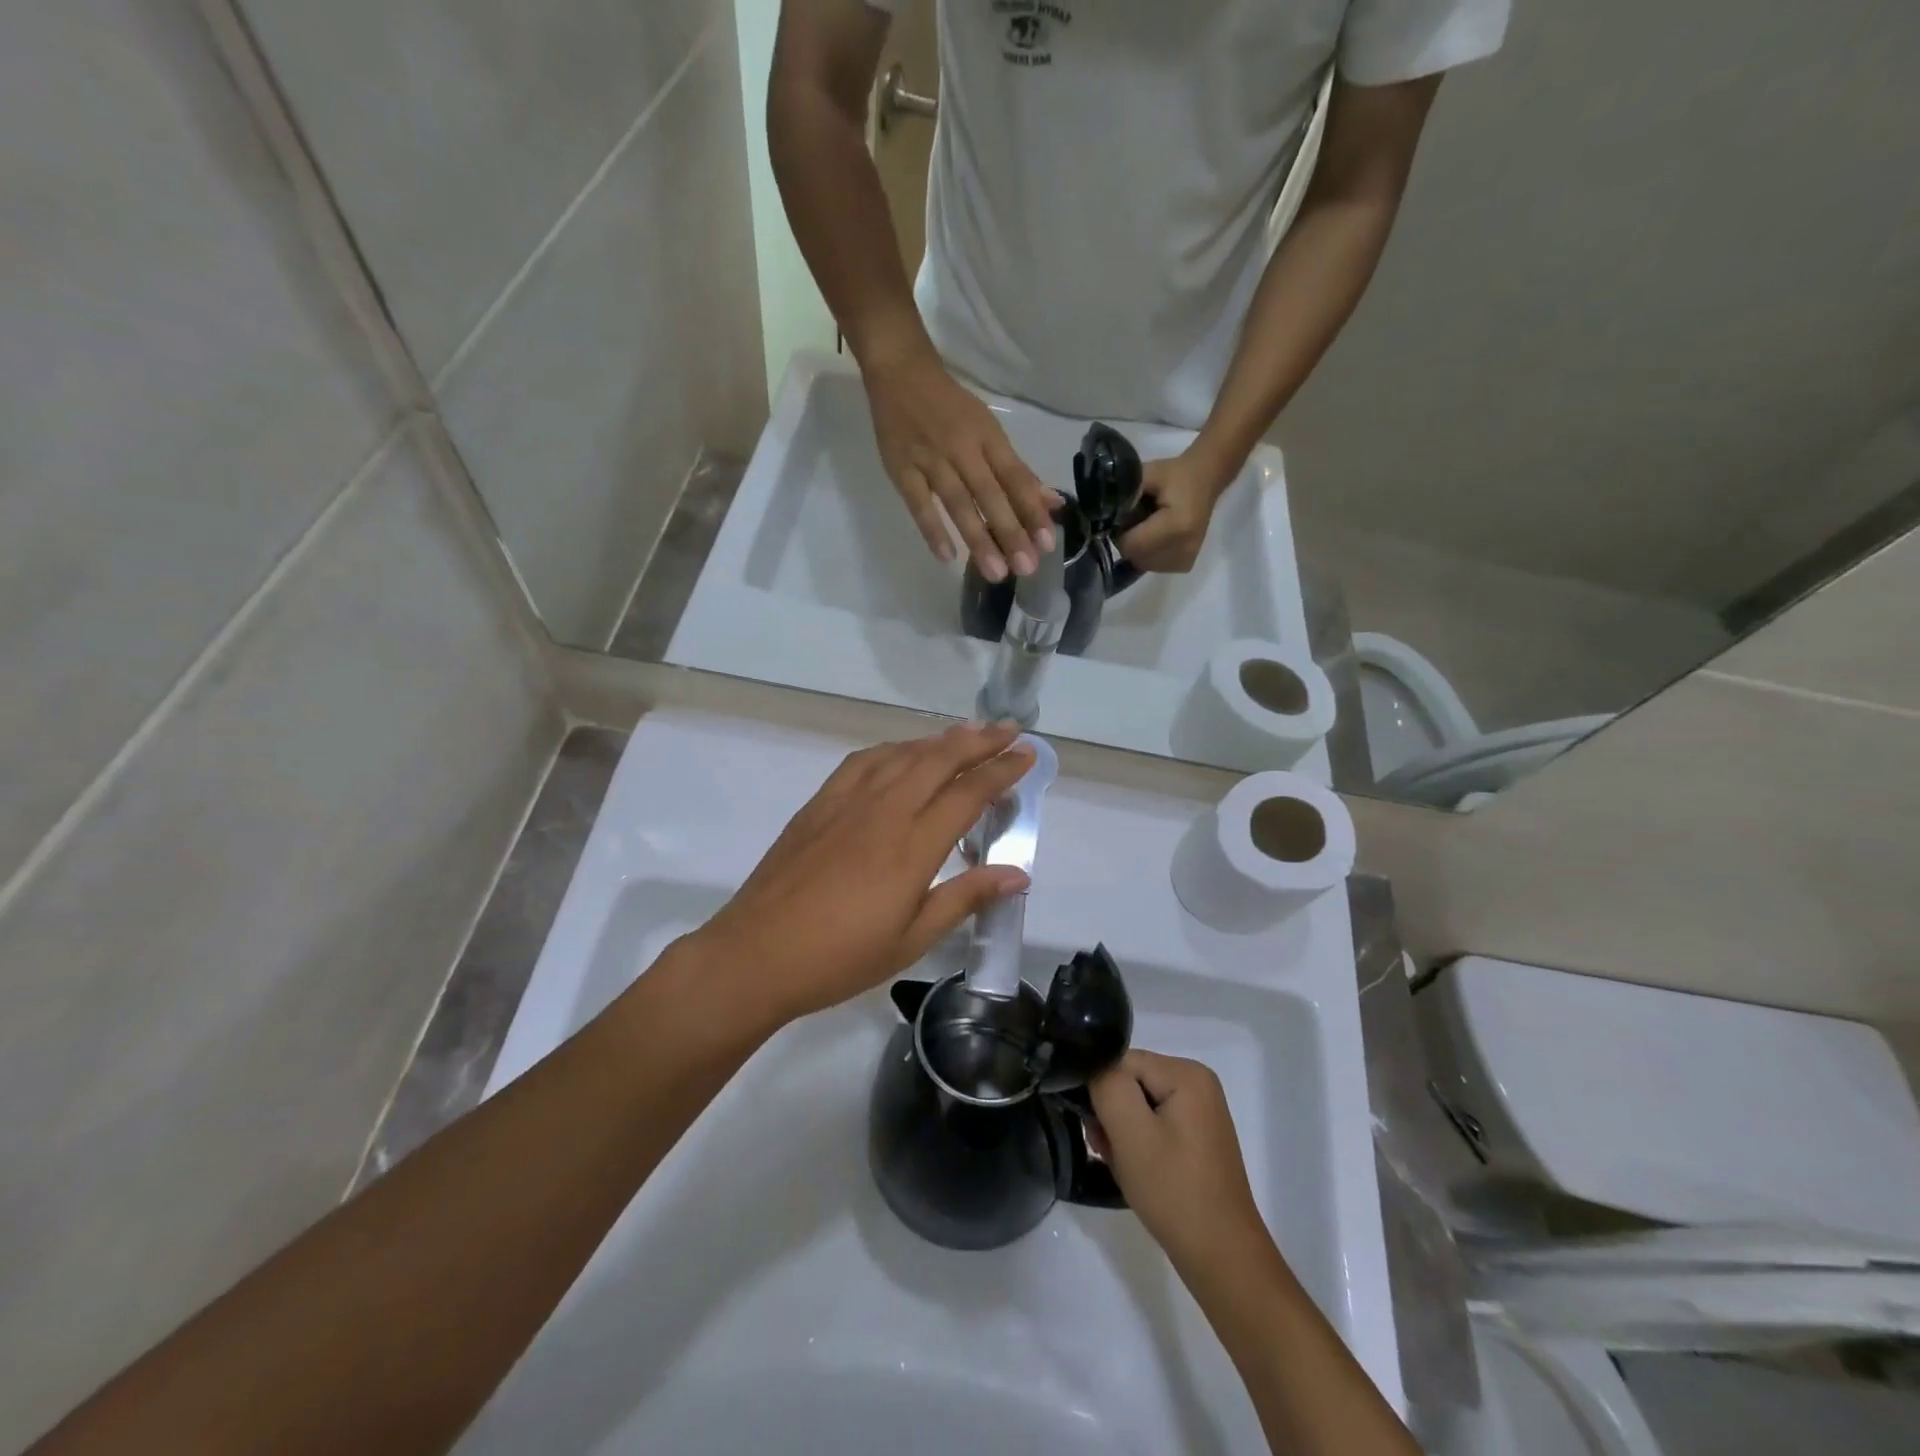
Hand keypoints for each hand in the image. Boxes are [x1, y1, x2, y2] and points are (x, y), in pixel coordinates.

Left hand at [685, 723, 1035, 1024]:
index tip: (1028, 755)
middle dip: (980, 740)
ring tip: (967, 732)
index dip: (1002, 771)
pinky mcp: (820, 804)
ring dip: (939, 739)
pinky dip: (892, 749)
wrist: (757, 954)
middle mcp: (884, 811)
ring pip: (902, 754)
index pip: (968, 794)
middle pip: (939, 760)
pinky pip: (863, 761)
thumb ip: (966, 898)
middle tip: (1009, 729)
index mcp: (912, 846)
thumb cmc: (841, 957)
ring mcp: (847, 802)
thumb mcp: (912, 939)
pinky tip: (901, 752)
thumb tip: (1019, 874)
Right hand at [864, 347, 1057, 579]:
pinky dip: (932, 529)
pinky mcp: (901, 469)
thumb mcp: (989, 431)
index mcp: (987, 437)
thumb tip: (1051, 504)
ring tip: (996, 572)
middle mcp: (962, 448)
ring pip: (958, 503)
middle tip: (1026, 568)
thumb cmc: (950, 407)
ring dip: (978, 538)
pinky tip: (947, 557)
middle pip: (990, 495)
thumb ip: (1017, 471)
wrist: (900, 372)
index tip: (1048, 543)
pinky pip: (918, 503)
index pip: (1016, 478)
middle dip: (1010, 532)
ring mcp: (930, 459)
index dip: (1032, 511)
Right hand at [1089, 1050, 1273, 1280]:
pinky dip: (1137, 1145)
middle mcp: (1196, 1082)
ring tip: (1123, 1167)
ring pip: (1137, 1106)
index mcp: (1187, 1073)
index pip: (1121, 1062)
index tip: (1099, 1133)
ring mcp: (1199, 1111)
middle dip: (1111, 1115)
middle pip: (1129, 1082)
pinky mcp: (1195, 1137)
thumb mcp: (1131, 1133)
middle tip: (1108, 1153)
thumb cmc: (1174, 1191)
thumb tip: (1093, 1067)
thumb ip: (1107, 1086)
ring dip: (1121, 1134)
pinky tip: (1137, 1172)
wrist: (1221, 1259)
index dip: (1102, 1093)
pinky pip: (1153, 1125)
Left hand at [1116, 450, 1235, 573]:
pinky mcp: (1185, 565)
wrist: (1206, 480)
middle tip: (1135, 519)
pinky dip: (1148, 553)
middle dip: (1128, 540)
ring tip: (1148, 526)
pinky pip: (1153, 566)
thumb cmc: (1175, 475)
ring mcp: (1186, 559)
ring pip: (1142, 563)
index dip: (1120, 532)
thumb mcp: (1148, 473)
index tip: (1122, 517)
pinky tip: (1157, 536)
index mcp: (1178, 526)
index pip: (1132, 545)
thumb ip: (1125, 493)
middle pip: (1136, 557)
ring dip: (1137, 548)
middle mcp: (1184, 548)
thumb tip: (1103, 513)